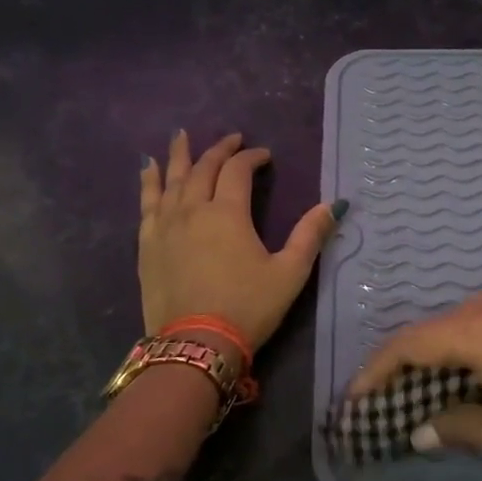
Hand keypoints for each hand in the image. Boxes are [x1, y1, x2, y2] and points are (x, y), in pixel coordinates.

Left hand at [139, 131, 340, 350]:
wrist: (196, 344)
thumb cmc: (248, 307)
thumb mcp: (289, 273)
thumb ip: (310, 235)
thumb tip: (334, 205)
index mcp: (227, 213)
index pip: (238, 171)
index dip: (252, 157)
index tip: (264, 155)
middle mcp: (193, 210)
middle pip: (203, 168)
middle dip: (219, 150)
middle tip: (232, 140)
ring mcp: (165, 226)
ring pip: (171, 180)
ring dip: (179, 156)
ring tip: (180, 136)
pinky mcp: (148, 244)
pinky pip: (147, 203)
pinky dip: (149, 183)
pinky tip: (147, 170)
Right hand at [349, 290, 481, 480]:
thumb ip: (457, 428)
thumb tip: (421, 430)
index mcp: (480, 330)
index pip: (411, 343)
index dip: (378, 370)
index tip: (357, 397)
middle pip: (438, 326)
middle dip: (410, 359)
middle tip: (393, 392)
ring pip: (469, 317)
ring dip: (446, 347)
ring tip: (435, 381)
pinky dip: (479, 338)